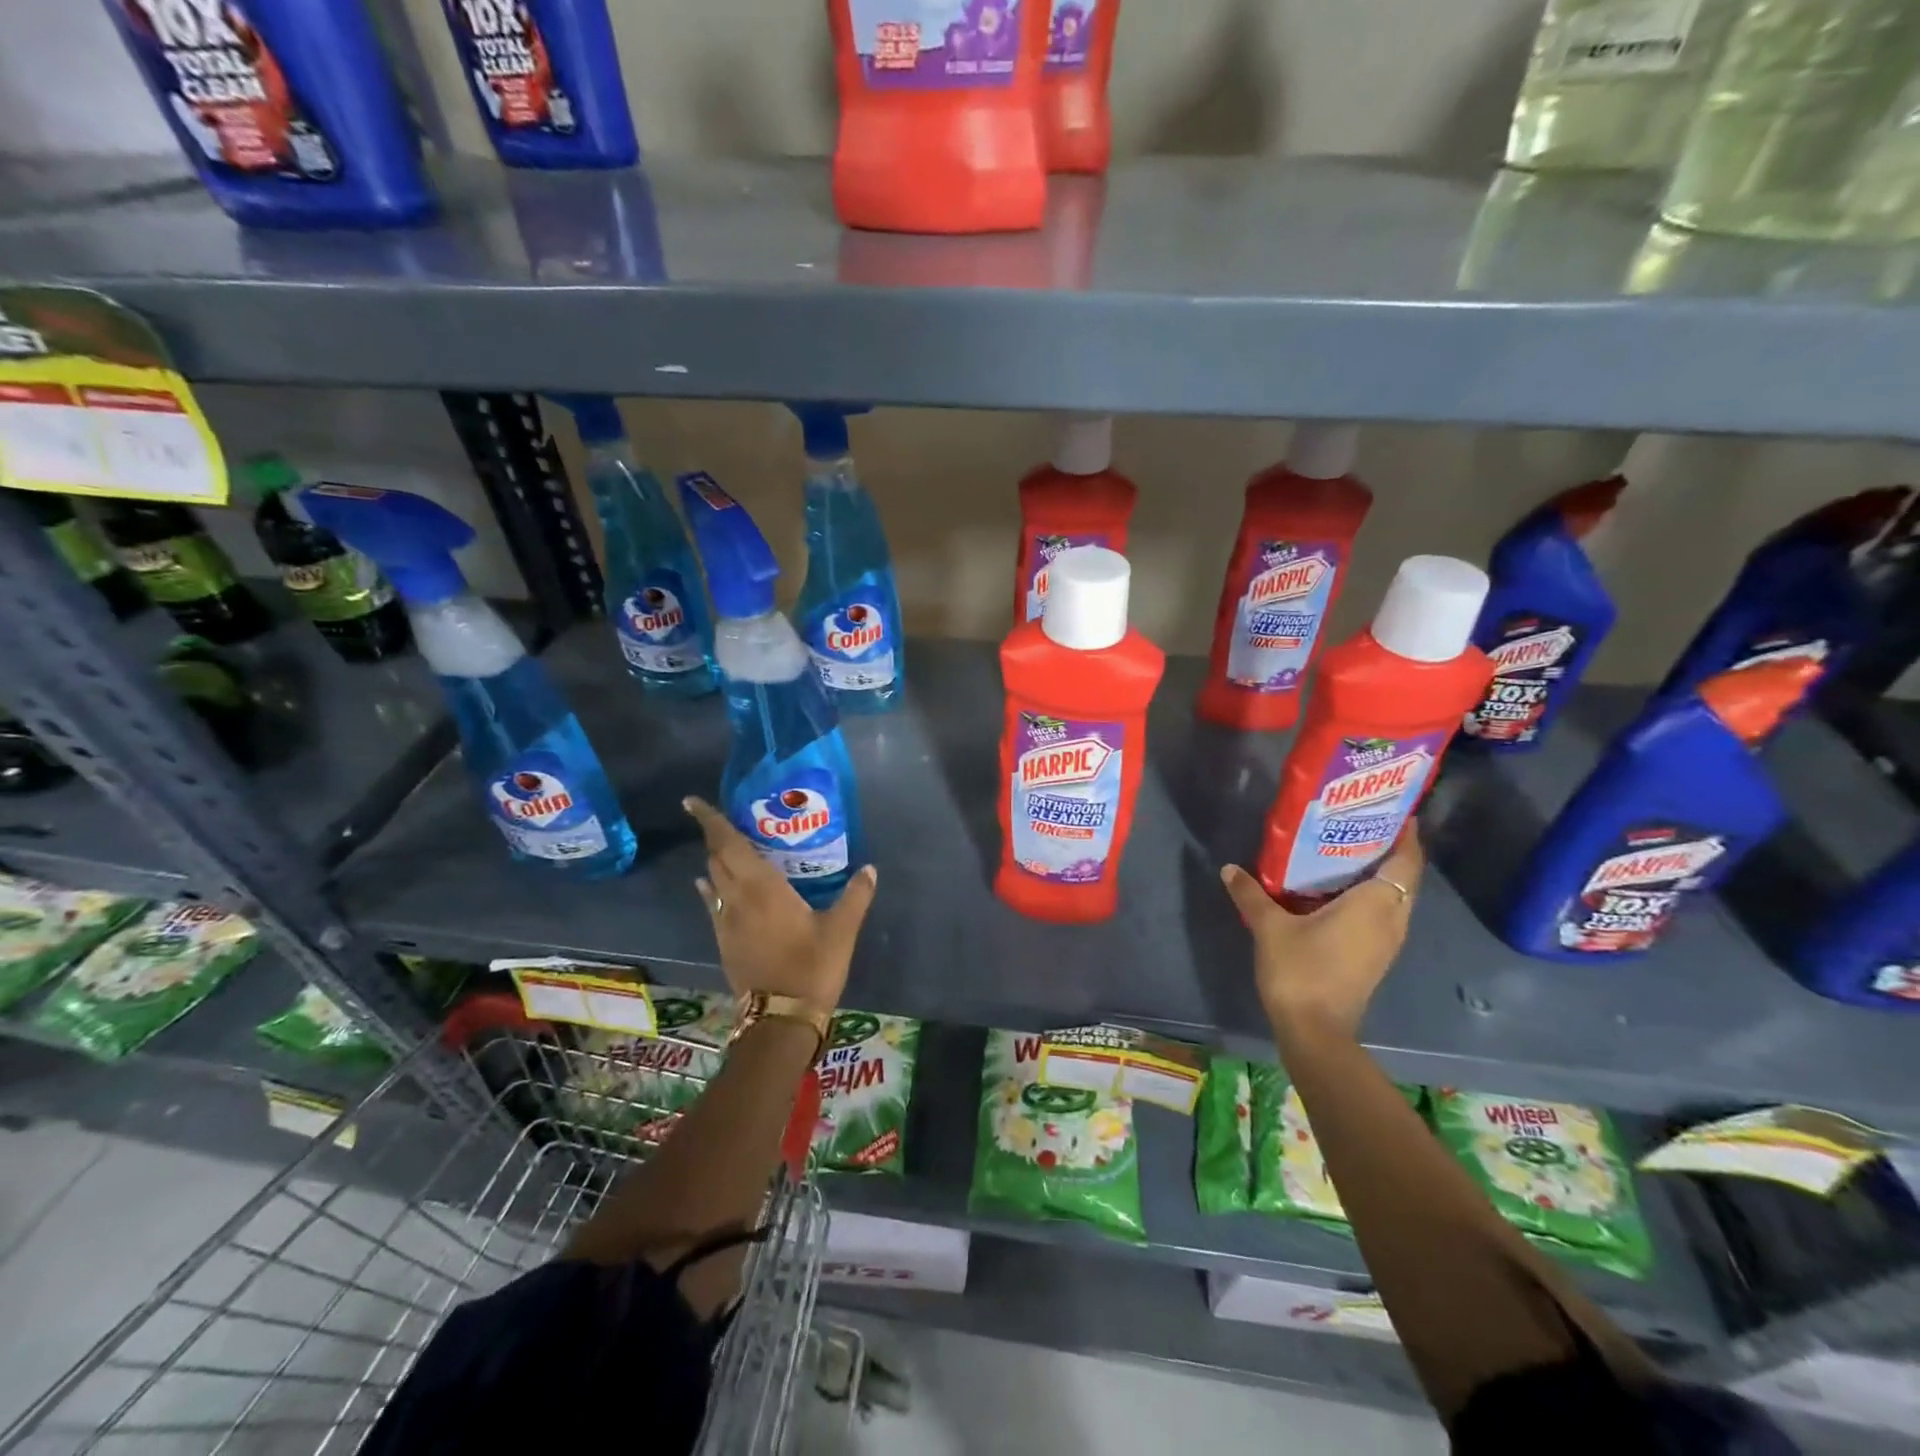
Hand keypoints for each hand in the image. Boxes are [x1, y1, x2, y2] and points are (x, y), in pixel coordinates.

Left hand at [683, 797, 876, 1011]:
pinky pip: (713, 903)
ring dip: (715, 860)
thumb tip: (870, 869)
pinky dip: (712, 888)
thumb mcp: (841, 930)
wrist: (780, 1018)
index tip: (693, 802)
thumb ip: (855, 896)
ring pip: (713, 880)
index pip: (728, 845)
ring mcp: (726, 922)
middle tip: (721, 818)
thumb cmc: (811, 966)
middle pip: (717, 858)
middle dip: (714, 836)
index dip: (711, 821)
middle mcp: (737, 899)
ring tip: (725, 847)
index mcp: (762, 888)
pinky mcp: (725, 942)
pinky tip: (715, 887)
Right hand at [1220, 828, 1422, 1041]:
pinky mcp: (1376, 957)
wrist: (1315, 1031)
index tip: (1396, 812)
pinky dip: (1371, 896)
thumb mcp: (1269, 927)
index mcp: (1375, 905)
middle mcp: (1391, 920)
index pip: (1405, 862)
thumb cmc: (1300, 970)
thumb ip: (1251, 894)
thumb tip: (1229, 868)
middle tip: (1362, 824)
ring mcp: (1387, 942)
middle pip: (1404, 878)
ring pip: (1395, 898)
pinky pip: (1383, 914)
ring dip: (1381, 875)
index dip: (1407, 836)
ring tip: (1349, 851)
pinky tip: (1339, 890)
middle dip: (1391, 850)